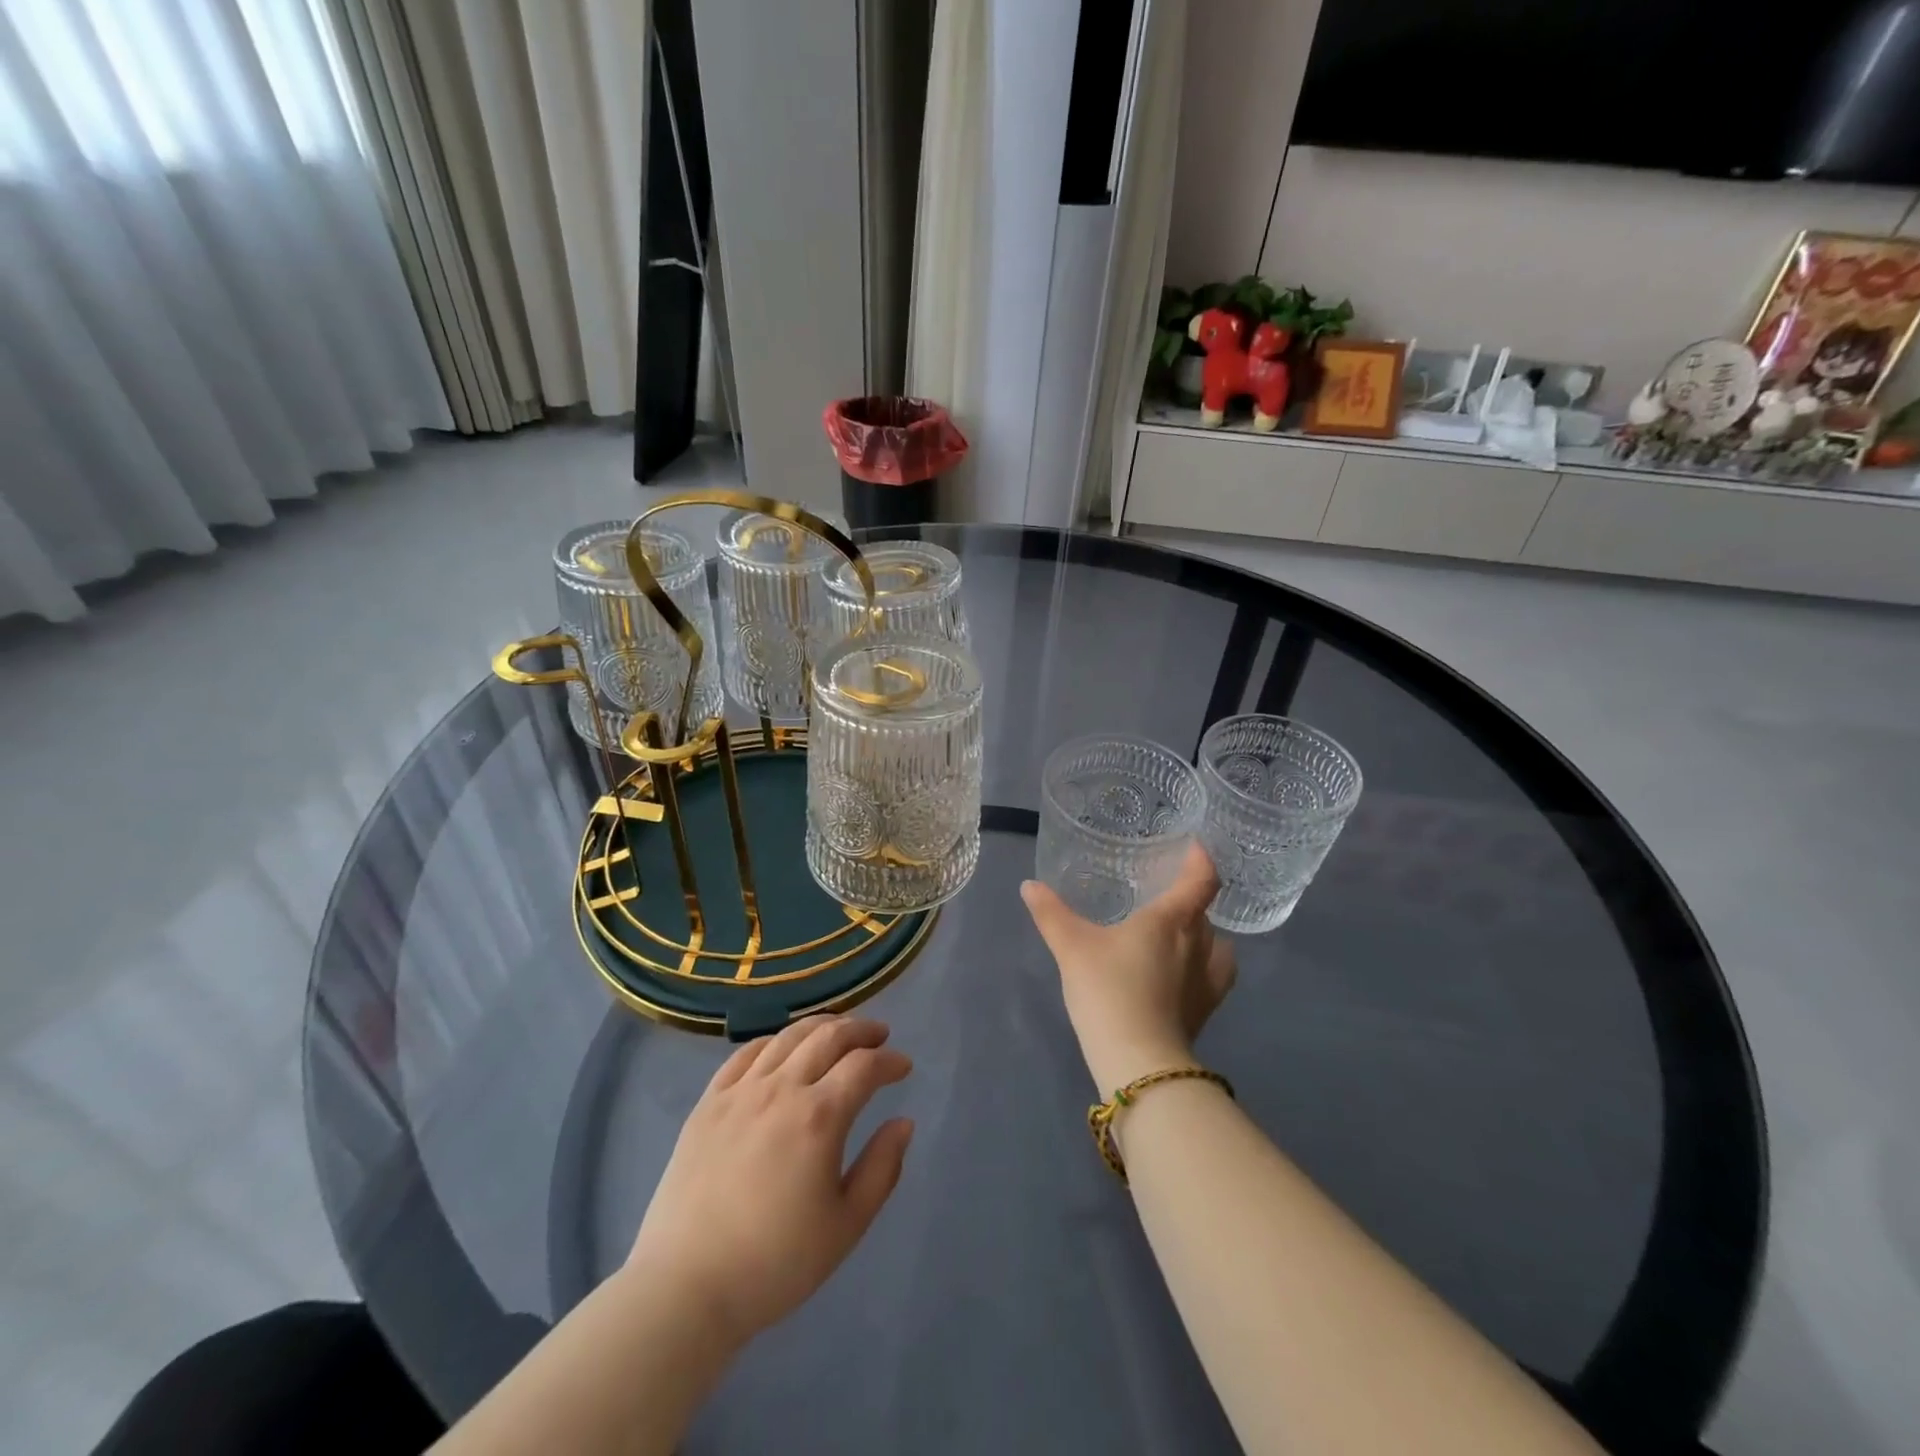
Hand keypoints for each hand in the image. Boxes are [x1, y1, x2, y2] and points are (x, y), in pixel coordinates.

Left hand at [627, 1016, 913, 1348]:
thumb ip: (881, 1168)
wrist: (685, 1288)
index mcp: (820, 1117)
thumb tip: (903, 1122)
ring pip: (788, 1037)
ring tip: (838, 1030)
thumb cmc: (775, 1263)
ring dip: (821, 1026)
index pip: (864, 1066)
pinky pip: (746, 1053)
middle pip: (828, 1037)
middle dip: (861, 1030)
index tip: (904, 1066)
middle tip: (879, 1035)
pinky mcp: (708, 1102)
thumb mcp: (846, 1226)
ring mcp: (740, 1091)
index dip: (890, 1060)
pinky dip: (774, 1041)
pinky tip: (783, 1048)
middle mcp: (782, 1089)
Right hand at [1022, 842, 1236, 1092]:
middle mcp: (1199, 944)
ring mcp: (1208, 980)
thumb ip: (1051, 913)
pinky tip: (1184, 974)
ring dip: (1202, 934)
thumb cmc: (1108, 990)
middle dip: (1189, 899)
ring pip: (1216, 945)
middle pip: (1204, 911)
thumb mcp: (1071, 947)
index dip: (1201, 860)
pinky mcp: (1206, 1010)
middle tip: (1163, 894)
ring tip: (1178, 935)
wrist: (1138, 1061)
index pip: (1201, 880)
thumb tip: (1029, 885)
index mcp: (1171, 920)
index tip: (1193, 848)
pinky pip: (1216, 976)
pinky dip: (1206, 966)